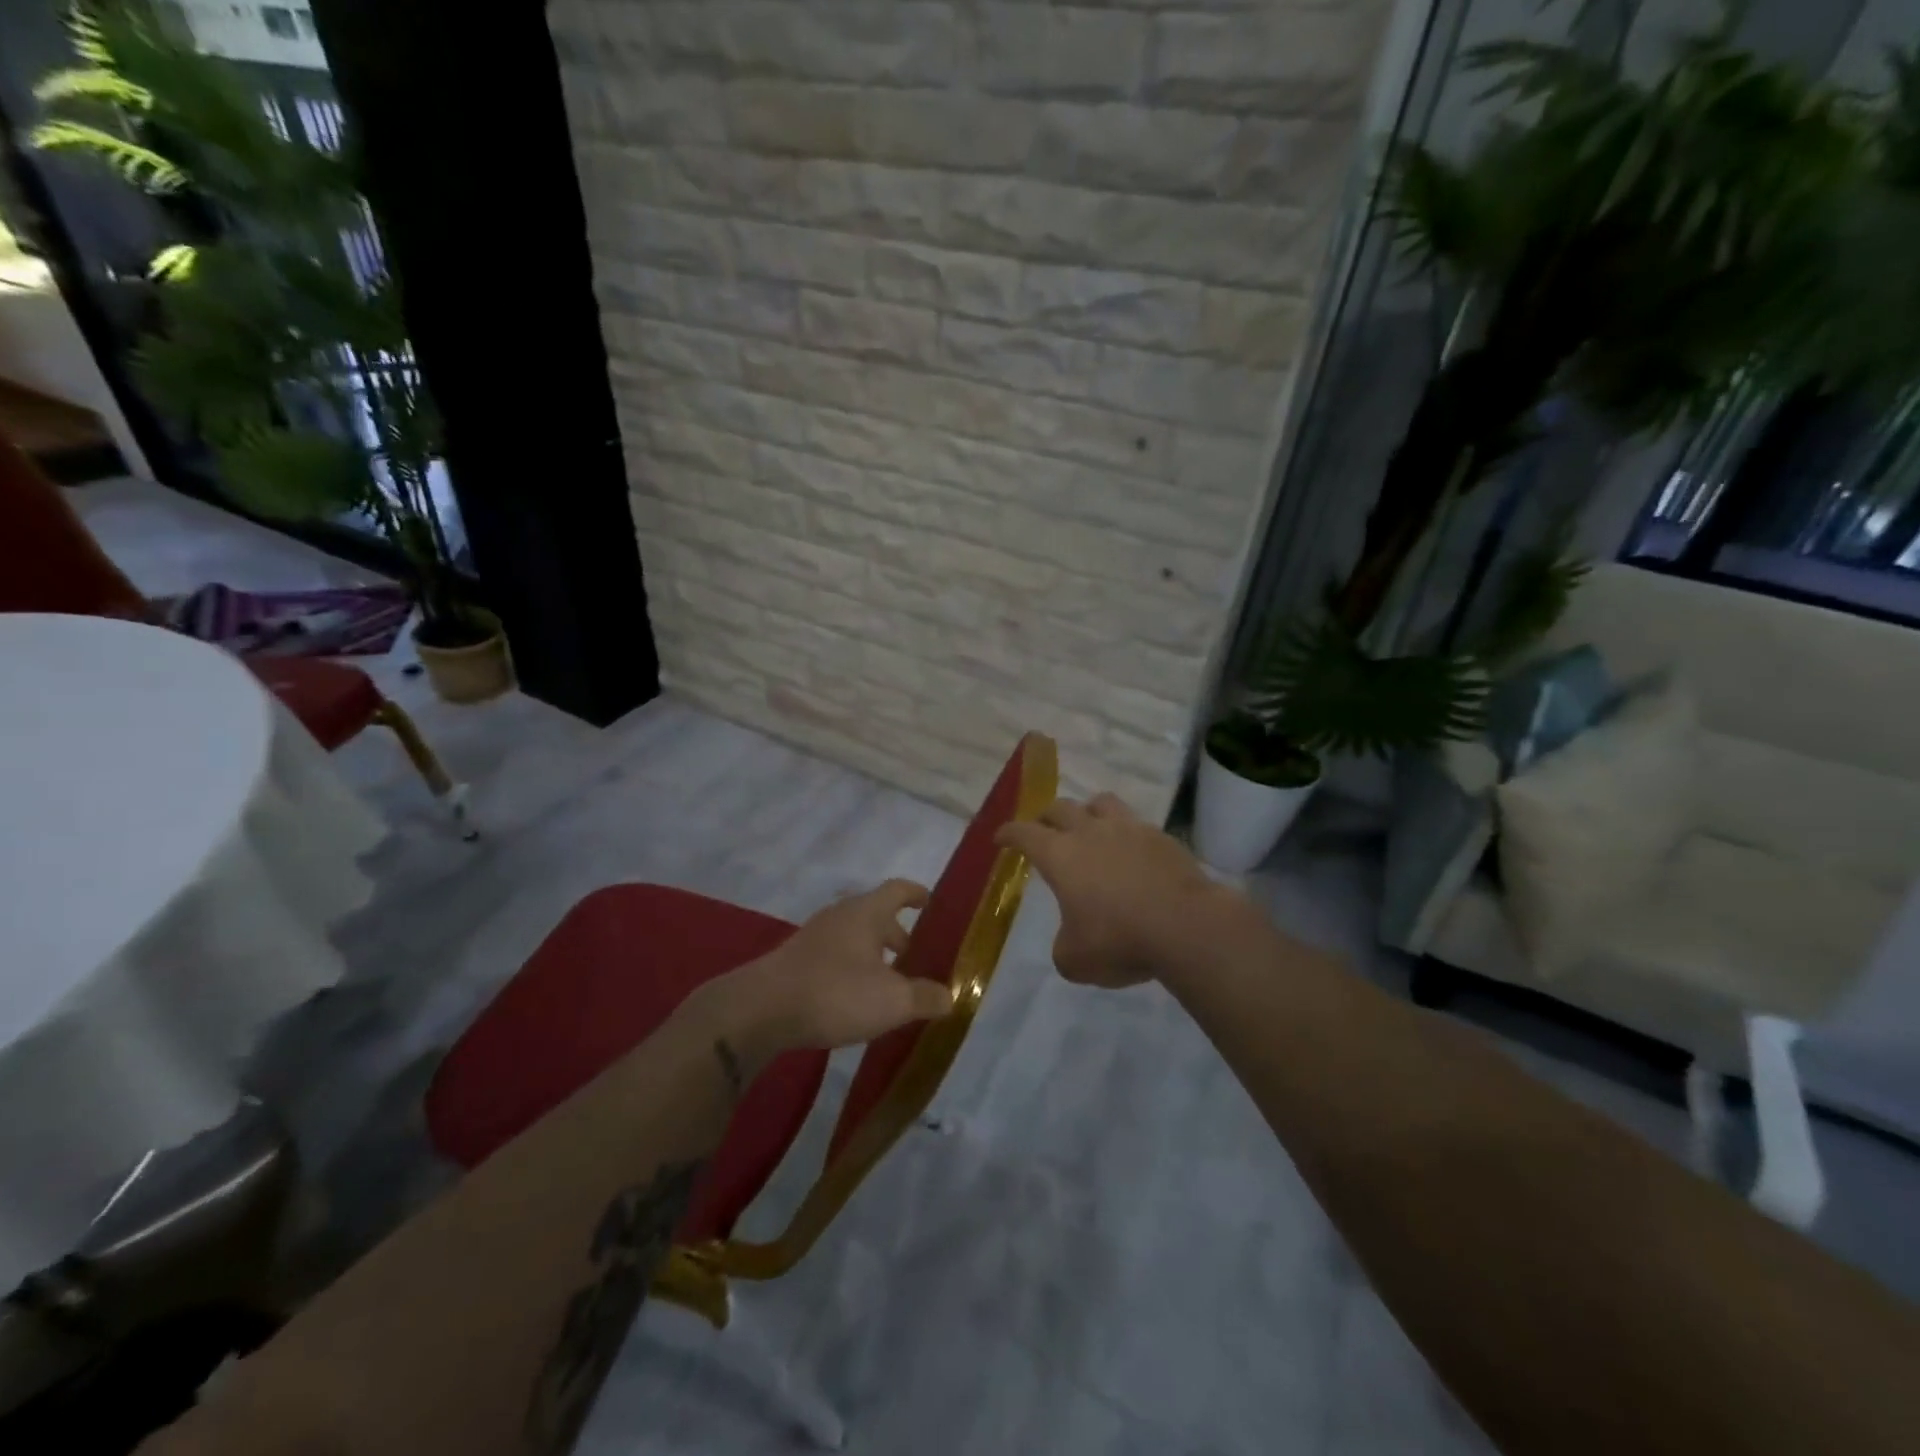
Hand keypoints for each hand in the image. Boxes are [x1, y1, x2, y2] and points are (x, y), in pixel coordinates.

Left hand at [686, 880, 954, 1069]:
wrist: (760, 1010)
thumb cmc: (835, 993)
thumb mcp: (892, 1001)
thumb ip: (925, 997)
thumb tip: (950, 996)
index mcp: (867, 912)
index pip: (898, 890)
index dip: (917, 894)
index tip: (931, 904)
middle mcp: (840, 916)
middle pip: (876, 915)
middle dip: (899, 936)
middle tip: (917, 960)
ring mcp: (814, 937)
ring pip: (855, 938)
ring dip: (875, 955)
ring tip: (889, 985)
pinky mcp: (796, 961)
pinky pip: (835, 956)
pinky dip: (852, 969)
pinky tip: (855, 1000)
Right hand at [997, 793, 1232, 988]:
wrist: (1186, 926)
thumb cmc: (1119, 940)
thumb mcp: (1075, 960)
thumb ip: (1063, 946)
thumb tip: (1071, 939)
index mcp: (1060, 855)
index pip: (1024, 833)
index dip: (1009, 833)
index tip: (1001, 837)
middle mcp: (1090, 832)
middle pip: (1060, 807)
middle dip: (1046, 817)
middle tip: (1043, 830)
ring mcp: (1129, 829)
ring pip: (1101, 802)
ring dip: (1088, 811)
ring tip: (1089, 827)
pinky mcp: (1162, 837)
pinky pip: (1136, 823)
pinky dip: (1126, 833)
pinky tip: (1131, 852)